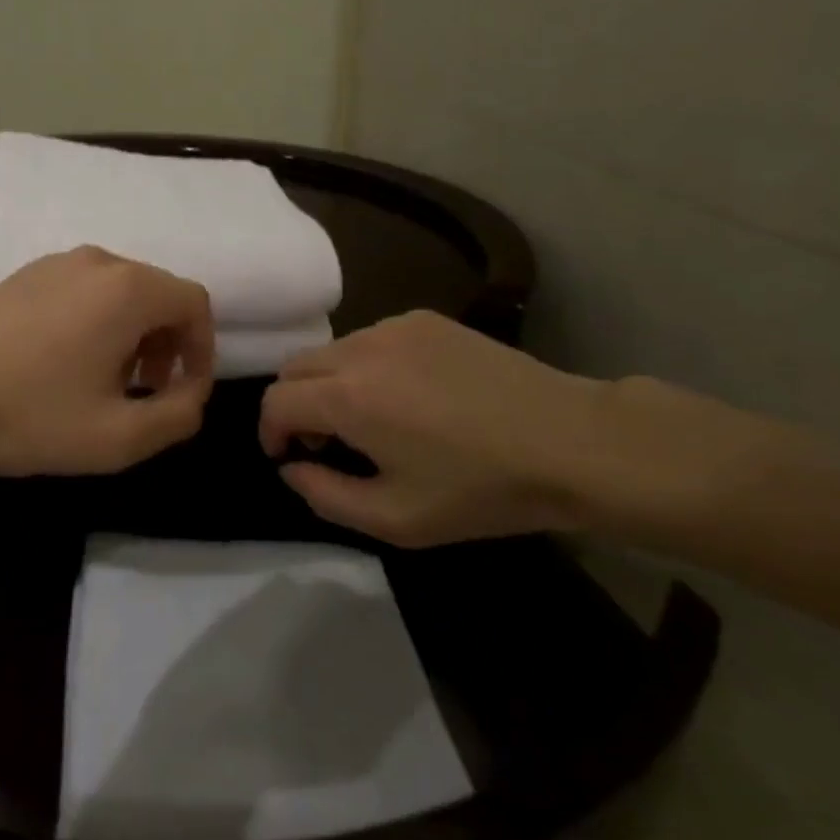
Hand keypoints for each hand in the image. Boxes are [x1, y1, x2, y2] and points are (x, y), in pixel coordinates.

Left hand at [0, 246, 214, 476]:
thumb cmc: (32, 416)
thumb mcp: (119, 436)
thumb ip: (178, 415)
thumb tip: (193, 393)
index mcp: (127, 289)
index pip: (194, 303)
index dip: (202, 349)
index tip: (184, 391)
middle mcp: (98, 261)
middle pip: (158, 294)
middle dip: (166, 343)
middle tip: (145, 391)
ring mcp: (57, 262)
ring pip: (120, 291)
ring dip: (131, 334)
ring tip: (105, 381)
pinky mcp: (26, 274)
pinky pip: (84, 289)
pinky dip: (97, 320)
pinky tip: (65, 362)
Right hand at [258, 311, 610, 546]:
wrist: (569, 441)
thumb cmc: (480, 489)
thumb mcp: (396, 519)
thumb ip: (324, 496)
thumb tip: (292, 468)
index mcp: (347, 397)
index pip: (275, 400)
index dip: (270, 431)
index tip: (287, 456)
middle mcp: (360, 349)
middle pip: (295, 366)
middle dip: (294, 404)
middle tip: (324, 442)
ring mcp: (394, 327)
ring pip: (332, 350)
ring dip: (329, 383)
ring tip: (367, 418)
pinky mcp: (424, 319)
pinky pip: (371, 339)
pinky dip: (366, 365)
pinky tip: (407, 395)